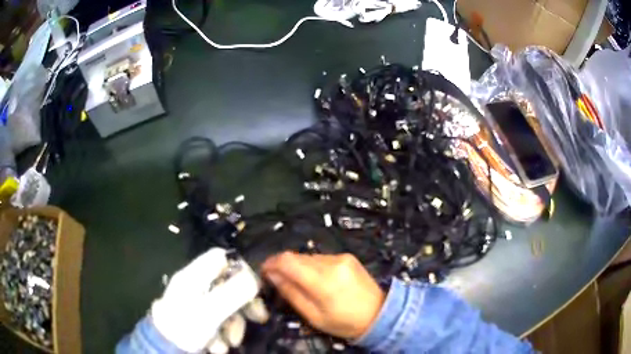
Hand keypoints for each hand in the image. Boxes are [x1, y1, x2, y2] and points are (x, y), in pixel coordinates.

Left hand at [151, 248, 267, 353]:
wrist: (165, 349)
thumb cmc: (185, 326)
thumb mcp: (209, 311)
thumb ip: (232, 293)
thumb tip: (254, 277)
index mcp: (194, 275)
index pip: (220, 256)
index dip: (239, 268)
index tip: (253, 287)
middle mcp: (197, 285)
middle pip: (228, 283)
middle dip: (244, 304)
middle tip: (257, 318)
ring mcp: (199, 303)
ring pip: (228, 305)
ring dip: (234, 325)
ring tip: (231, 343)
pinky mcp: (201, 319)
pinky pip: (221, 320)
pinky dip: (224, 333)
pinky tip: (219, 345)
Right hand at [261, 252, 384, 339]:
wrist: (379, 314)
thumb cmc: (345, 322)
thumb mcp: (314, 316)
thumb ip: (291, 293)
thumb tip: (272, 276)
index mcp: (323, 281)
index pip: (288, 261)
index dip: (271, 263)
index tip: (263, 271)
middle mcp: (332, 263)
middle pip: (297, 256)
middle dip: (283, 266)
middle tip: (277, 280)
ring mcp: (341, 257)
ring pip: (308, 256)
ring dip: (298, 266)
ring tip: (299, 283)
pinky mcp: (347, 256)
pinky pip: (321, 257)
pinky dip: (312, 266)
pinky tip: (316, 279)